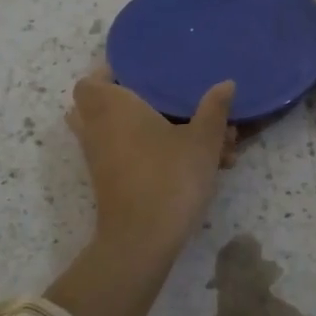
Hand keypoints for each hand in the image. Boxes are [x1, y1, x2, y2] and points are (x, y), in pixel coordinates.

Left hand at [66, 70, 236, 254]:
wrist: (142, 240)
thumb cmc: (169, 177)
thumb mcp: (202, 140)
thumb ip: (214, 109)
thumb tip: (226, 83)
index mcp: (111, 106)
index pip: (89, 81)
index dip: (109, 75)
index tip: (142, 75)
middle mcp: (97, 128)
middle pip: (101, 106)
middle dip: (133, 103)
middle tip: (167, 102)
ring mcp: (100, 158)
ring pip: (118, 134)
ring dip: (148, 131)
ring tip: (192, 136)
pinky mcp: (109, 183)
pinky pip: (125, 157)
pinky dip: (149, 154)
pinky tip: (191, 164)